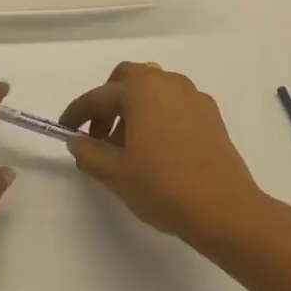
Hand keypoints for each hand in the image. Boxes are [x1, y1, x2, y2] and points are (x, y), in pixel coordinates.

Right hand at [60, 62, 269, 249]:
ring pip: (153, 90)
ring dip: (133, 108)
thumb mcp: (116, 174)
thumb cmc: (164, 186)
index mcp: (141, 90)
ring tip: (126, 147)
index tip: (65, 130)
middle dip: (108, 102)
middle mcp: (167, 82)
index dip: (77, 114)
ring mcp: (193, 96)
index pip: (98, 97)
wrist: (225, 210)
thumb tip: (76, 141)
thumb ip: (89, 153)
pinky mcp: (210, 114)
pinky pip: (174, 104)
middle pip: (127, 80)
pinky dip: (157, 115)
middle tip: (98, 135)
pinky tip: (156, 148)